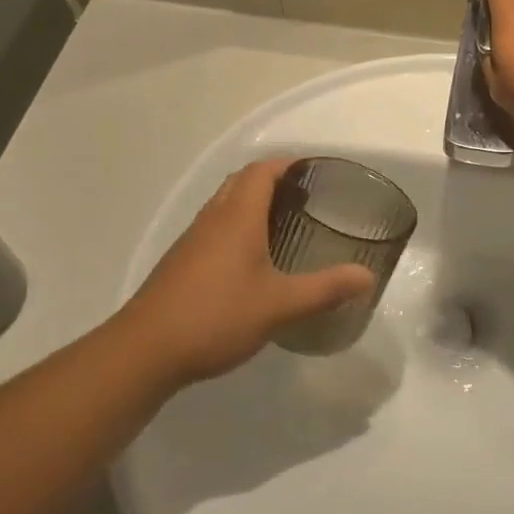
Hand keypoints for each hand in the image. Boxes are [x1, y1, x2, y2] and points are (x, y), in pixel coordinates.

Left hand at [120, 160, 374, 385]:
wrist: (146, 350)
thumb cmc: (216, 316)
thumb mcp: (279, 305)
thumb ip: (325, 289)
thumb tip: (367, 277)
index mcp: (237, 215)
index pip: (261, 170)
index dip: (288, 164)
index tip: (315, 172)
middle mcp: (213, 218)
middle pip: (241, 182)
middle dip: (272, 180)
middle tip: (305, 198)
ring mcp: (192, 240)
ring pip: (225, 205)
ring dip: (252, 203)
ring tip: (284, 224)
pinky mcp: (181, 262)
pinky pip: (214, 228)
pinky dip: (237, 227)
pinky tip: (252, 261)